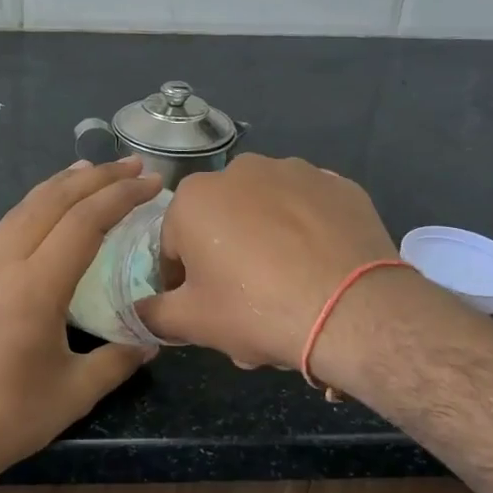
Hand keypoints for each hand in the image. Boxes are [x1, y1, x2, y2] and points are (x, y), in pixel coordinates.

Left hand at [0, 157, 162, 492]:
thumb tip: (149, 340)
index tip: (151, 181)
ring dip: (57, 186)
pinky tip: (43, 218)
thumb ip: (117, 360)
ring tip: (86, 172)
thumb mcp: (74, 392)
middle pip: (50, 202)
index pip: (83, 223)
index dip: (121, 196)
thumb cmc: (7, 419)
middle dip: (93, 177)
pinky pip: (3, 231)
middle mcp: (2, 266)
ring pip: (20, 210)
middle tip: (129, 164)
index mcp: (34, 287)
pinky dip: (32, 209)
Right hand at [137, 154, 401, 371]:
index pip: (174, 245)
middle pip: (221, 225)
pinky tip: (320, 270)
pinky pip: (309, 211)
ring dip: (266, 244)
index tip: (202, 308)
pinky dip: (308, 234)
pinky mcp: (339, 185)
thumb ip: (154, 314)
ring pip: (266, 214)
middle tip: (247, 306)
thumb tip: (138, 312)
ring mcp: (296, 172)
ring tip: (288, 290)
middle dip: (227, 261)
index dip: (183, 281)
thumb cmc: (257, 309)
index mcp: (196, 197)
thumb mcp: (193, 322)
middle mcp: (241, 170)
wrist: (354, 311)